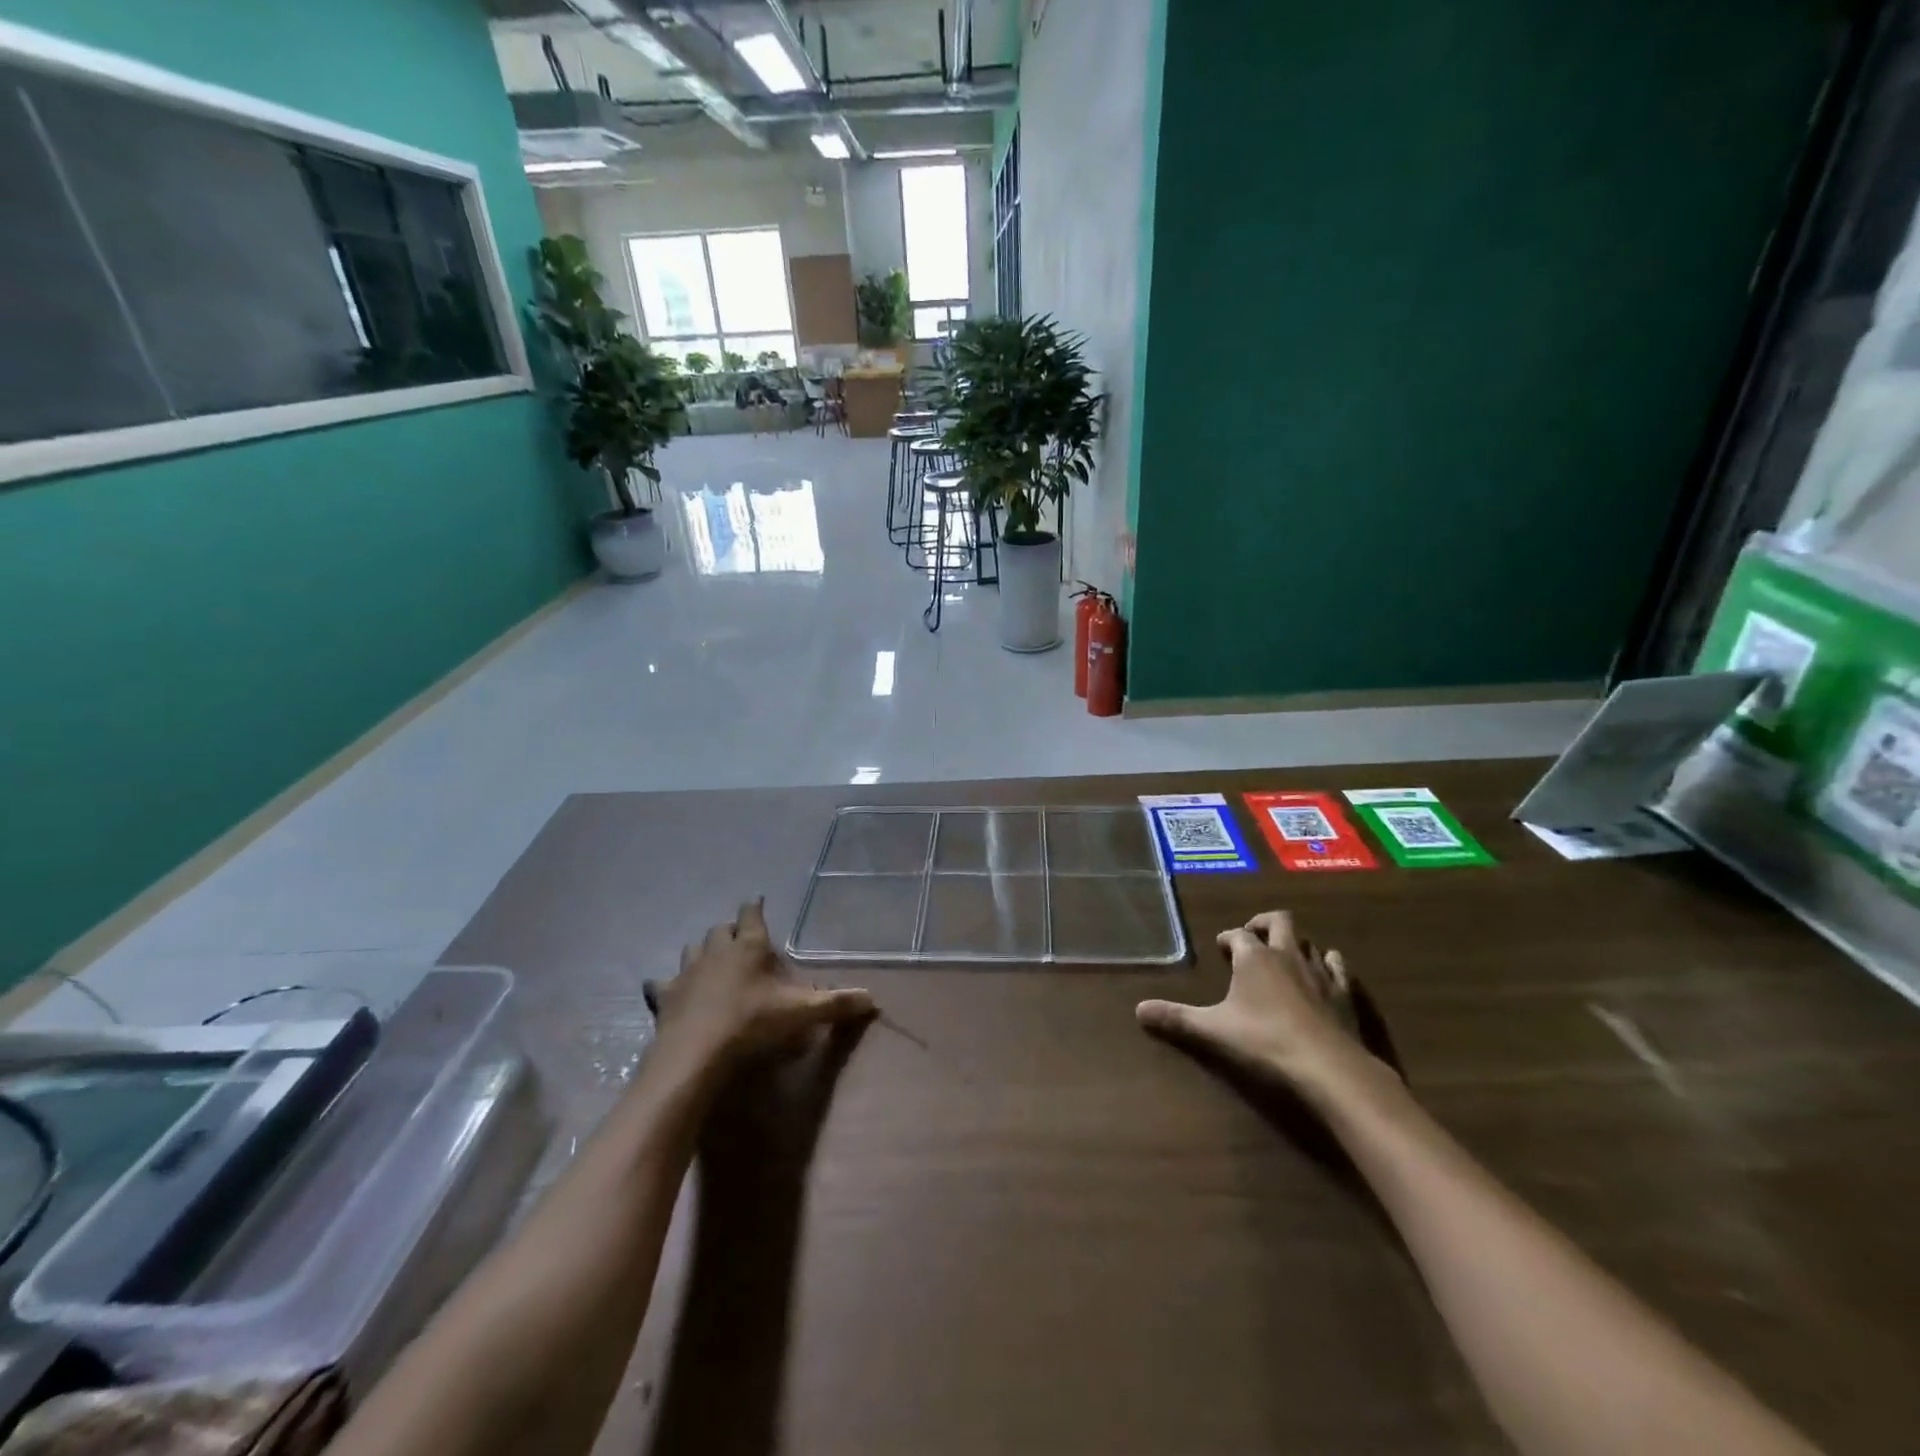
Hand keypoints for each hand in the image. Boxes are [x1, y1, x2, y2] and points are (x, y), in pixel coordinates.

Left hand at [652, 900, 874, 1072]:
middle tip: (741, 940)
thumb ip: (836, 1003)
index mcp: (749, 946)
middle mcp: (716, 950)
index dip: (755, 907)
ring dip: (702, 952)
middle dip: (730, 930)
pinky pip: (661, 983)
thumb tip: (873, 999)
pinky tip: (671, 992)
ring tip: (711, 962)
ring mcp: (687, 971)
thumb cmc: (752, 1023)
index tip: (757, 902)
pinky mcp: (665, 996)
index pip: (752, 913)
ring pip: (692, 949)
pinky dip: (667, 985)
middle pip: (720, 929)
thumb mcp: (802, 1013)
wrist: (696, 1053)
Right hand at [1136, 910, 1371, 1094]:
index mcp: (1254, 957)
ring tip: (1286, 956)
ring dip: (1296, 944)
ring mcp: (1319, 972)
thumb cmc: (1264, 1040)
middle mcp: (1287, 955)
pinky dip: (1330, 964)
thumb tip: (1138, 1010)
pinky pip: (1338, 967)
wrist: (1327, 1066)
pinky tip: (1326, 972)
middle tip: (1253, 935)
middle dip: (1264, 924)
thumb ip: (1176, 1018)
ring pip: (1309, 943)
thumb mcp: (1212, 1030)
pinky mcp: (1345, 993)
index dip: (1228, 938)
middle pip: (1279, 922)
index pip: (1238, 934)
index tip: (1220, 946)